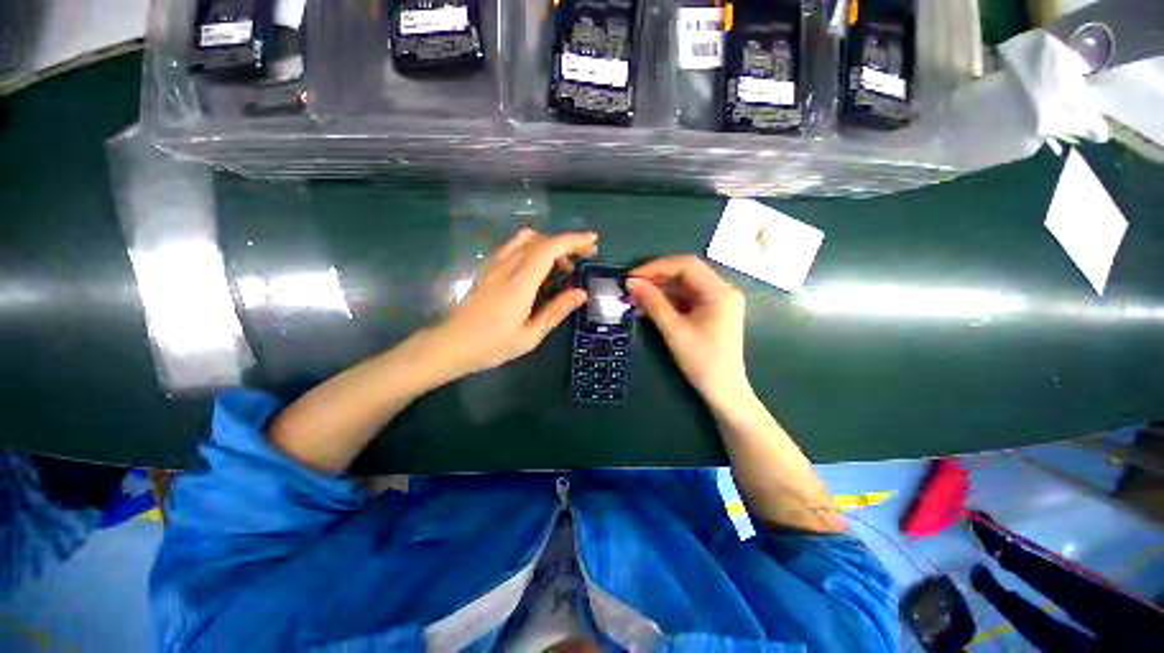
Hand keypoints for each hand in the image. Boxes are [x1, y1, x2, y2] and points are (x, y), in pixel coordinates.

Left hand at [432, 228, 596, 376]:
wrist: (452, 344)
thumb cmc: (492, 345)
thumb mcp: (530, 335)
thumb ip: (556, 311)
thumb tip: (581, 293)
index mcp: (520, 282)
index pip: (550, 248)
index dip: (574, 240)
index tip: (593, 242)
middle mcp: (507, 266)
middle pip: (541, 240)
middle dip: (567, 242)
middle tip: (585, 257)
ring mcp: (495, 264)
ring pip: (526, 239)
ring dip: (550, 245)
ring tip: (563, 265)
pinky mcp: (489, 268)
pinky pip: (514, 247)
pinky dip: (534, 248)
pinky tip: (539, 268)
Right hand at [627, 256, 750, 409]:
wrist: (724, 390)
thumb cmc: (702, 361)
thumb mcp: (674, 330)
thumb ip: (653, 303)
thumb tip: (631, 283)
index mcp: (720, 292)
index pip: (687, 265)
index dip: (657, 267)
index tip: (633, 276)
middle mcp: (722, 290)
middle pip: (686, 273)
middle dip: (657, 278)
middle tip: (632, 287)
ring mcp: (718, 301)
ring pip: (684, 285)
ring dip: (660, 289)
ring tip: (636, 297)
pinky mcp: (711, 311)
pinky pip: (686, 298)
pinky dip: (667, 300)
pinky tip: (649, 306)